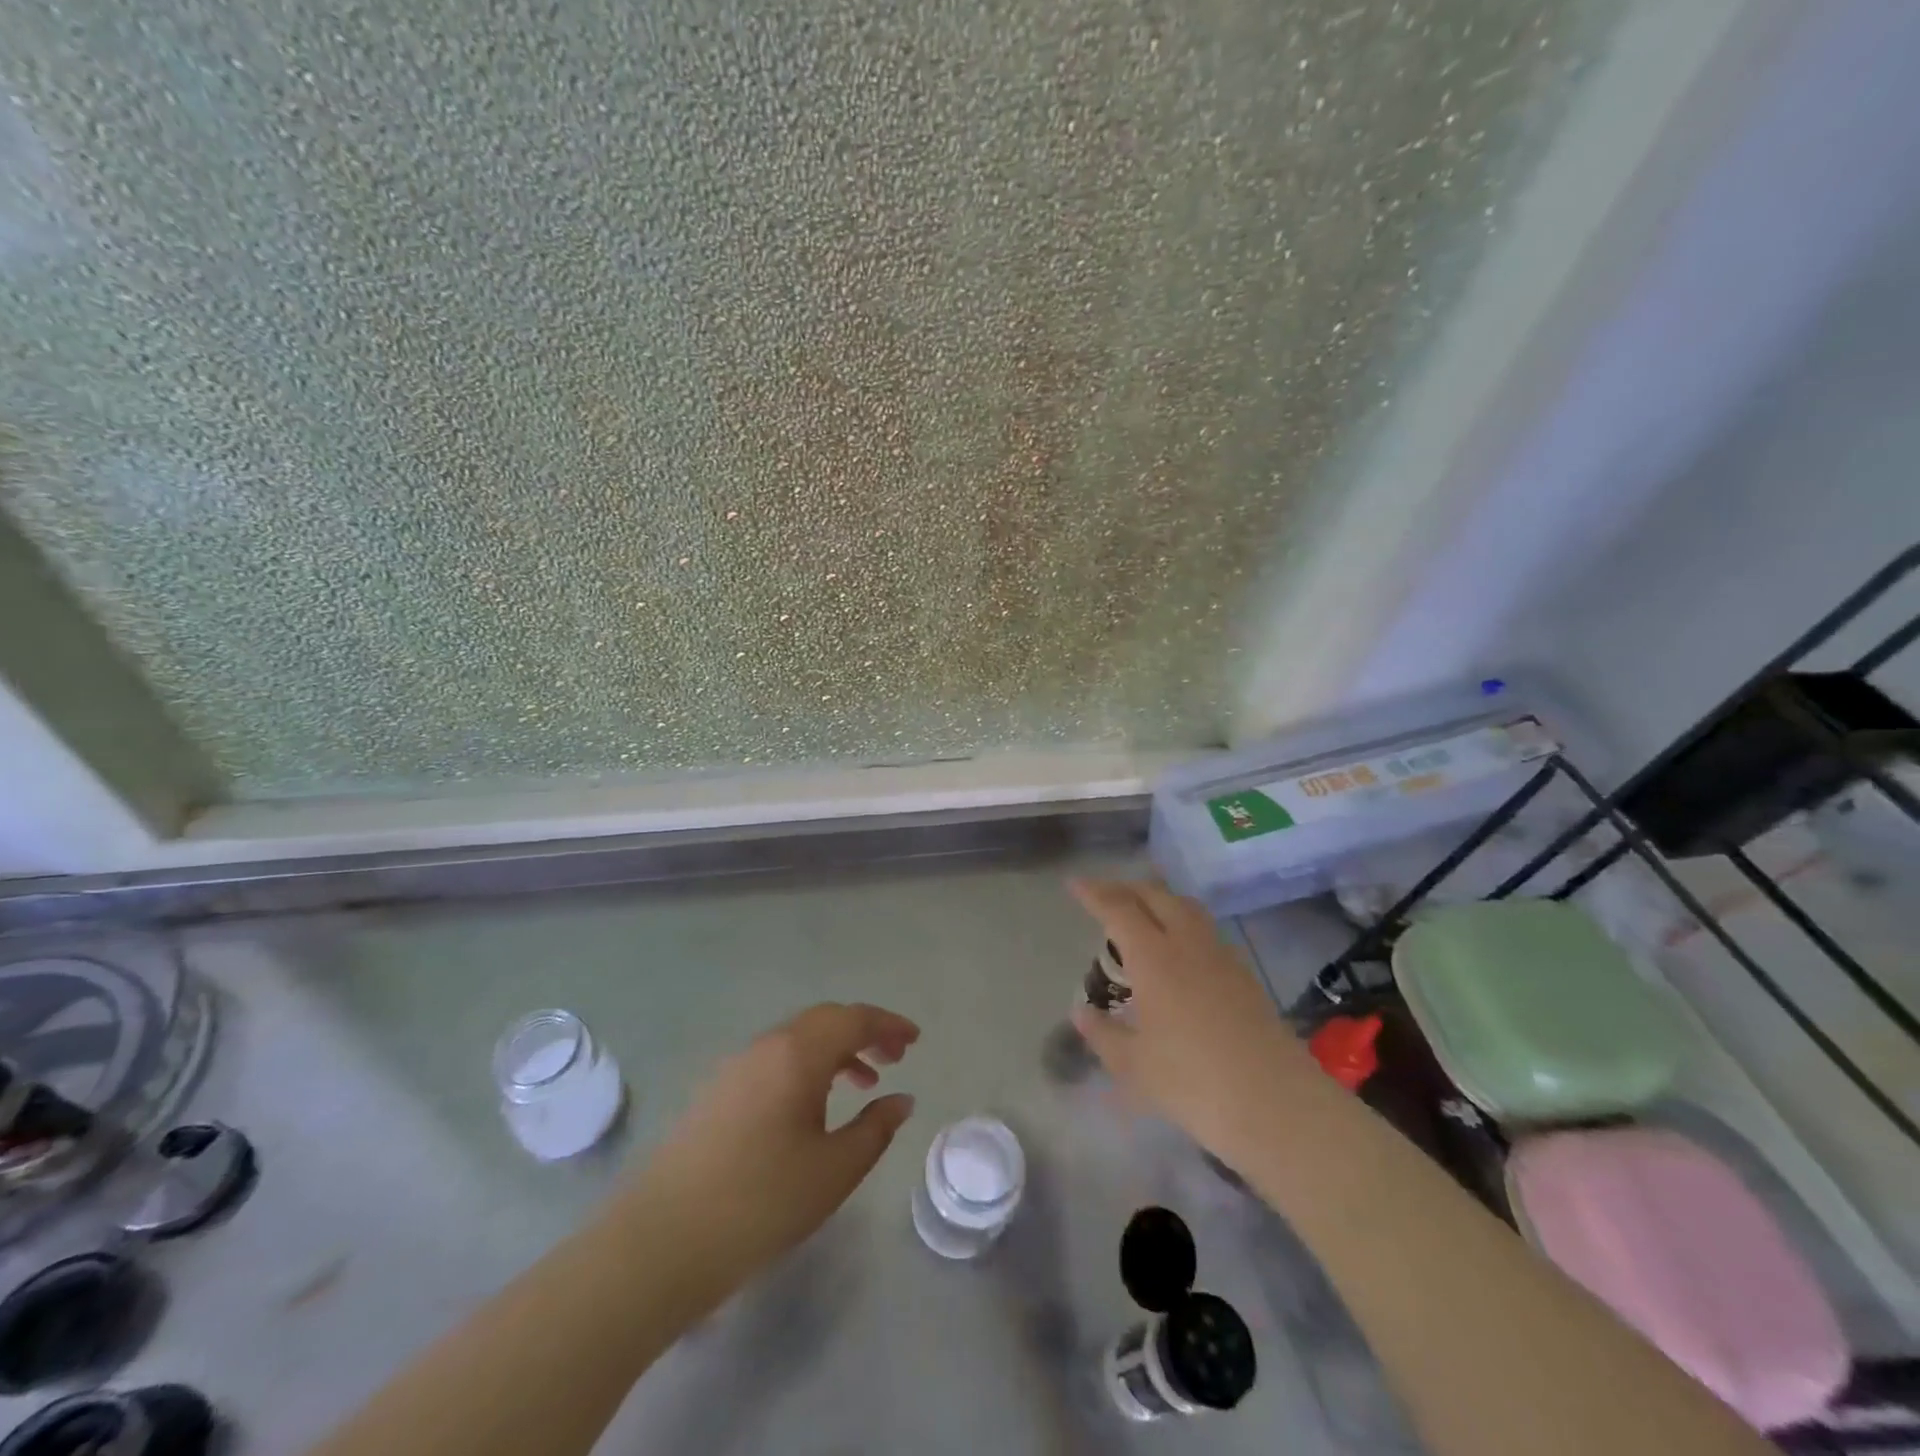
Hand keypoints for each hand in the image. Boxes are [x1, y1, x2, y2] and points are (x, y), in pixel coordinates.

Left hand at [622, 1003, 918, 1287]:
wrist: (661, 1241)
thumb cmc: (761, 1202)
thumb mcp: (833, 1170)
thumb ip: (875, 1128)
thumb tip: (902, 1099)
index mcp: (797, 1054)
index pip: (853, 1019)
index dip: (888, 1024)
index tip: (916, 1039)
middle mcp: (766, 1046)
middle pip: (825, 1020)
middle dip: (863, 1031)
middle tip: (895, 1055)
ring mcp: (737, 1066)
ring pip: (798, 1039)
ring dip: (835, 1049)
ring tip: (864, 1079)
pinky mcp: (719, 1091)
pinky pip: (776, 1058)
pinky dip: (807, 1066)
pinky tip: (815, 1104)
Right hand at [1069, 877, 1316, 1160]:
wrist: (1276, 1104)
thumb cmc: (1192, 1082)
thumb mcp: (1133, 1065)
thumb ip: (1103, 1034)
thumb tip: (1081, 1011)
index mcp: (1154, 956)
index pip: (1118, 908)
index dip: (1094, 893)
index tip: (1075, 884)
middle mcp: (1188, 944)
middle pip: (1156, 896)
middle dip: (1127, 889)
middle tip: (1104, 896)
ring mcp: (1221, 956)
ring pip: (1186, 908)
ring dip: (1159, 900)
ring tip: (1141, 914)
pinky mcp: (1244, 975)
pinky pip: (1205, 930)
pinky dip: (1182, 923)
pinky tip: (1177, 951)